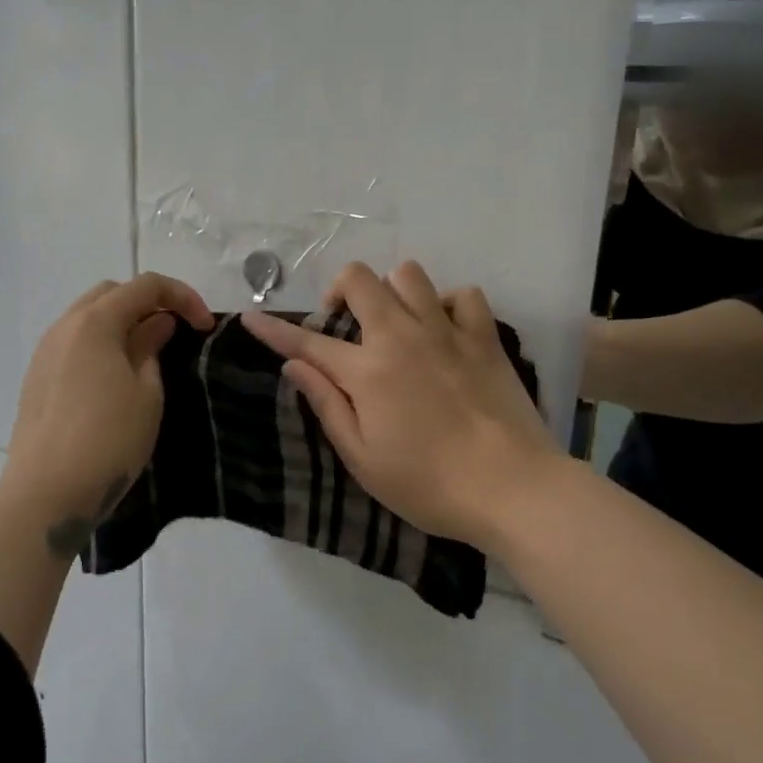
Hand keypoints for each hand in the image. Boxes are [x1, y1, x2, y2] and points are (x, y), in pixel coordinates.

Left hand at [4, 274, 212, 551]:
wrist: (45, 493)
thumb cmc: (108, 440)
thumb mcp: (147, 393)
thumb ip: (151, 348)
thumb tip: (156, 324)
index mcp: (95, 322)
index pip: (145, 286)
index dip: (182, 296)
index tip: (205, 326)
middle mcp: (64, 326)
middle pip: (112, 293)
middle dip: (149, 302)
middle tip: (176, 331)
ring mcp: (45, 351)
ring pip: (88, 317)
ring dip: (122, 322)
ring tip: (149, 352)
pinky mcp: (36, 377)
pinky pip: (74, 342)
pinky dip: (101, 343)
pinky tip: (116, 374)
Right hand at [240, 261, 559, 549]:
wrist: (512, 488)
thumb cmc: (428, 484)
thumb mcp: (362, 458)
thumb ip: (327, 405)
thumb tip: (295, 365)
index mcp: (366, 370)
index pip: (307, 341)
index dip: (274, 330)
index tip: (250, 318)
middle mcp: (401, 336)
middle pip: (360, 279)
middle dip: (341, 290)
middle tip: (346, 324)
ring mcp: (446, 331)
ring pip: (409, 274)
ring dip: (393, 291)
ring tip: (396, 323)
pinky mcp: (484, 337)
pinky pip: (463, 295)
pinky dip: (448, 305)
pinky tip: (445, 330)